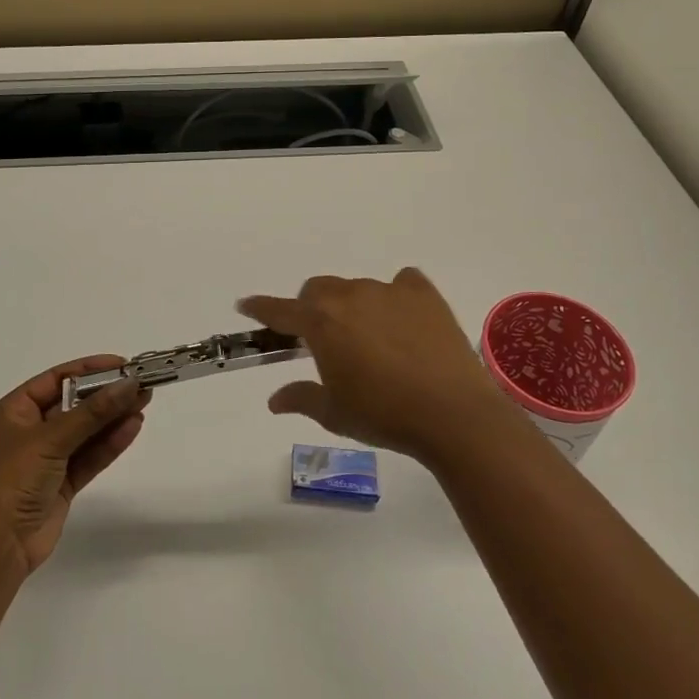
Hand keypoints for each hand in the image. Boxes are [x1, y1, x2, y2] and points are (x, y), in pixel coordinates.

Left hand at [0, 356, 149, 577]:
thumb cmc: (12, 479)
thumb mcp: (50, 439)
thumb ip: (92, 412)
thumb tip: (128, 384)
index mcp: (14, 412)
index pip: (55, 380)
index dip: (88, 369)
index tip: (121, 364)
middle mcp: (30, 431)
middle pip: (74, 404)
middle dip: (106, 394)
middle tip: (141, 382)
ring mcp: (47, 459)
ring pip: (86, 431)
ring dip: (113, 417)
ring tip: (145, 400)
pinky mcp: (62, 483)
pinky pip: (90, 456)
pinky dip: (110, 443)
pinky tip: (133, 427)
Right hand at [238, 268, 507, 464]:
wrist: (452, 414)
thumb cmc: (384, 416)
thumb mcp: (334, 414)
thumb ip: (301, 398)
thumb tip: (274, 400)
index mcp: (321, 323)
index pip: (280, 310)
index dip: (260, 308)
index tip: (246, 305)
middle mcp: (350, 297)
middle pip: (318, 290)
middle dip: (311, 308)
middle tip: (320, 337)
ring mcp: (389, 291)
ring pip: (357, 288)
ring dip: (352, 306)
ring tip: (369, 337)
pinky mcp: (424, 294)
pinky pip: (402, 283)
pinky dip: (396, 296)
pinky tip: (404, 319)